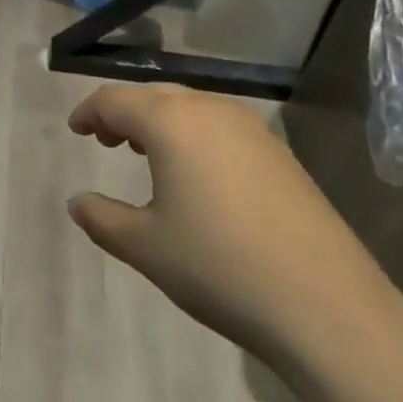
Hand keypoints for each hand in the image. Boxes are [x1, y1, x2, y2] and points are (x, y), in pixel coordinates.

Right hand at [67, 83, 402, 367]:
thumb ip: (103, 219)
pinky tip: (198, 174)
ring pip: (190, 108)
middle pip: (154, 96)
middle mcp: (209, 110)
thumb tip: (77, 202)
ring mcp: (251, 128)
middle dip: (124, 113)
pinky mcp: (279, 152)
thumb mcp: (147, 248)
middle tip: (106, 140)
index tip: (75, 129)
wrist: (327, 305)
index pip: (115, 100)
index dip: (89, 112)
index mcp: (170, 122)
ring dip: (161, 122)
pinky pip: (221, 126)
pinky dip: (195, 135)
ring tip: (147, 153)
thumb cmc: (220, 267)